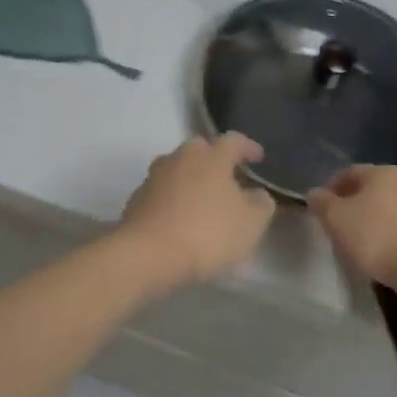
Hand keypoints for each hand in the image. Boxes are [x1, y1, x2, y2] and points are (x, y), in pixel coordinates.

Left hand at [118, 134, 274, 289]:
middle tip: (227, 178)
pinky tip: (180, 220)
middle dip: (214, 159)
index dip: (248, 147)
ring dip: (191, 180)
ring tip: (203, 201)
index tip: (258, 158)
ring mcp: (154, 177)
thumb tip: (256, 194)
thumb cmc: (207, 233)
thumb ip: (260, 203)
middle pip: (200, 149)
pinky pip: (161, 192)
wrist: (148, 255)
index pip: (233, 140)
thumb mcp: (251, 223)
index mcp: (211, 156)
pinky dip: (173, 200)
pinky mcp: (136, 199)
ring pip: (177, 169)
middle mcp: (181, 158)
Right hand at [308, 166, 396, 305]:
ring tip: (354, 246)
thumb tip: (315, 193)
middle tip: (334, 229)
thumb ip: (321, 203)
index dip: (329, 190)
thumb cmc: (376, 237)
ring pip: (382, 211)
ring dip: (366, 224)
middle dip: (348, 208)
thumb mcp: (336, 218)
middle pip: (366, 191)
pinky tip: (376, 256)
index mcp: (381, 173)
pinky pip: (396, 229)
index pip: (347, 173)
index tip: (319, 212)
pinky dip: (383, 238)